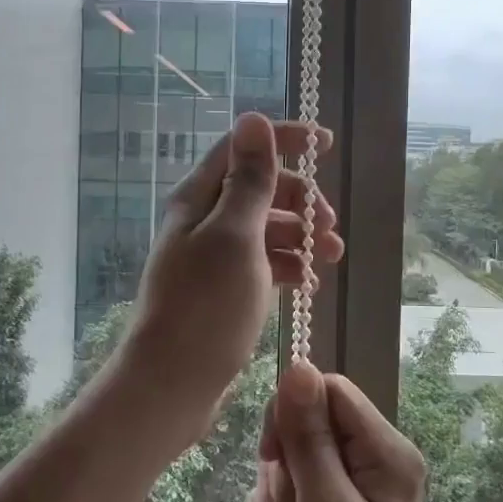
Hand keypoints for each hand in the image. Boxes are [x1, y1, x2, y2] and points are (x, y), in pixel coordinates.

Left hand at [121, 113, 341, 427]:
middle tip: (329, 227)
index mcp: (199, 198)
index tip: (326, 143)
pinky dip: (288, 266)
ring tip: (330, 260)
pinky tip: (308, 285)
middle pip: (261, 188)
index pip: (243, 148)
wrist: (172, 384)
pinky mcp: (224, 288)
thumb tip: (253, 118)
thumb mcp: (235, 236)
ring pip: (267, 228)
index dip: (284, 139)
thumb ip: (249, 180)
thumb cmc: (206, 305)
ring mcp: (214, 256)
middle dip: (301, 200)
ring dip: (301, 236)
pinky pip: (264, 263)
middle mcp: (204, 220)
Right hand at [246, 362, 429, 501]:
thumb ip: (309, 436)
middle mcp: (375, 461)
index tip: (273, 458)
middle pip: (307, 422)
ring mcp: (353, 488)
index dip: (293, 414)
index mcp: (387, 452)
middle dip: (283, 466)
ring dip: (275, 497)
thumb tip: (298, 366)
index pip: (329, 391)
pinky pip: (289, 487)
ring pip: (291, 456)